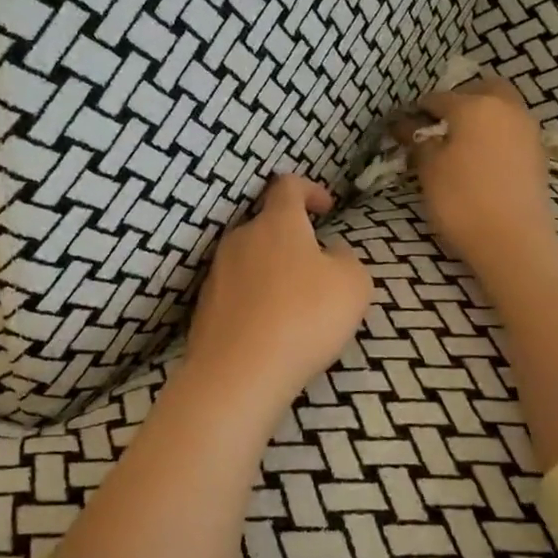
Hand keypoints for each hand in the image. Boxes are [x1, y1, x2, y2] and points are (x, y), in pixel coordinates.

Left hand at [184, 174, 372, 414]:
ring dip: (273, 272)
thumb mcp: (352, 284)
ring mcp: (217, 273)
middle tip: (316, 268)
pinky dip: (255, 300)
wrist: (240, 372)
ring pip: (250, 260)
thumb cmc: (305, 316)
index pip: (287, 186)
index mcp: (276, 223)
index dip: (309, 190)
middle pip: (266, 226)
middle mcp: (240, 239)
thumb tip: (331, 253)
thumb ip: (346, 259)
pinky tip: (270, 329)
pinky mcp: (205, 307)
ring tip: (296, 305)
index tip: (326, 208)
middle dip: (292, 240)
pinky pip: (237, 292)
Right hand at [403, 79, 555, 272]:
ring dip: (483, 116)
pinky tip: (482, 158)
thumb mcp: (429, 169)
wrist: (513, 240)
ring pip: (503, 108)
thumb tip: (408, 127)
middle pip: (483, 89)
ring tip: (461, 142)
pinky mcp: (538, 154)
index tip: (405, 125)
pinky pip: (512, 131)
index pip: (438, 98)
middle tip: (442, 122)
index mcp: (474, 105)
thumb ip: (419, 142)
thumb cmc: (462, 199)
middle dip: (462, 98)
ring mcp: (528, 130)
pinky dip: (497, 135)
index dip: (419, 110)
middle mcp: (506, 108)